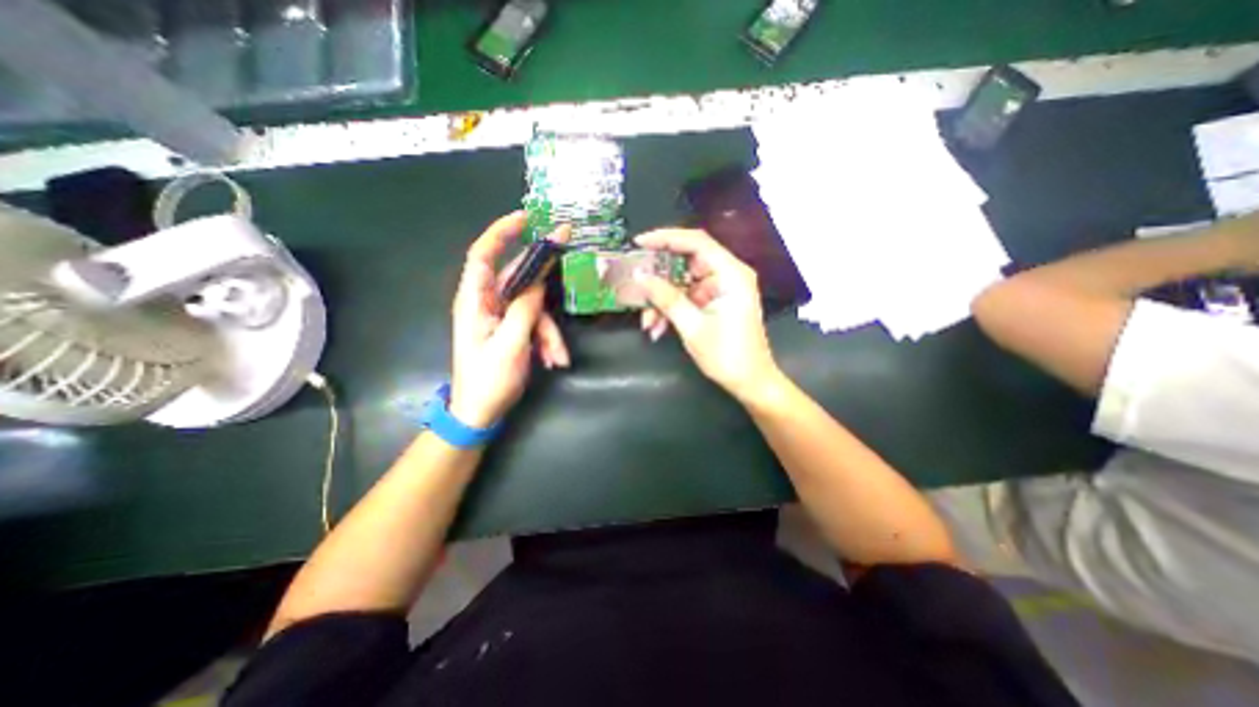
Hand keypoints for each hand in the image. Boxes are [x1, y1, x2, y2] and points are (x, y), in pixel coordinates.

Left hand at [446, 211, 570, 427]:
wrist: (481, 413)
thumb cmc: (489, 380)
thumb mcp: (511, 343)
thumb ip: (524, 309)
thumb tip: (539, 280)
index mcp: (474, 300)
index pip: (483, 255)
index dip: (501, 232)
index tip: (527, 217)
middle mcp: (487, 303)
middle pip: (518, 278)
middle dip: (544, 278)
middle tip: (569, 254)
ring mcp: (501, 318)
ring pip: (534, 308)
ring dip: (549, 331)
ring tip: (556, 357)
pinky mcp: (512, 330)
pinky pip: (535, 325)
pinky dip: (546, 341)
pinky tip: (552, 361)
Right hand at [641, 228, 784, 403]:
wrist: (749, 382)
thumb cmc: (727, 355)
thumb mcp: (692, 326)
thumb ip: (666, 298)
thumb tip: (640, 277)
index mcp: (731, 274)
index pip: (696, 242)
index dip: (666, 238)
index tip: (639, 243)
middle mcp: (727, 275)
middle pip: (686, 262)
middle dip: (659, 278)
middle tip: (635, 284)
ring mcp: (720, 289)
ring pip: (682, 283)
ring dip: (662, 300)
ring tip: (647, 322)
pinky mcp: (714, 302)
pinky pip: (686, 298)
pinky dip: (671, 310)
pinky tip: (657, 328)